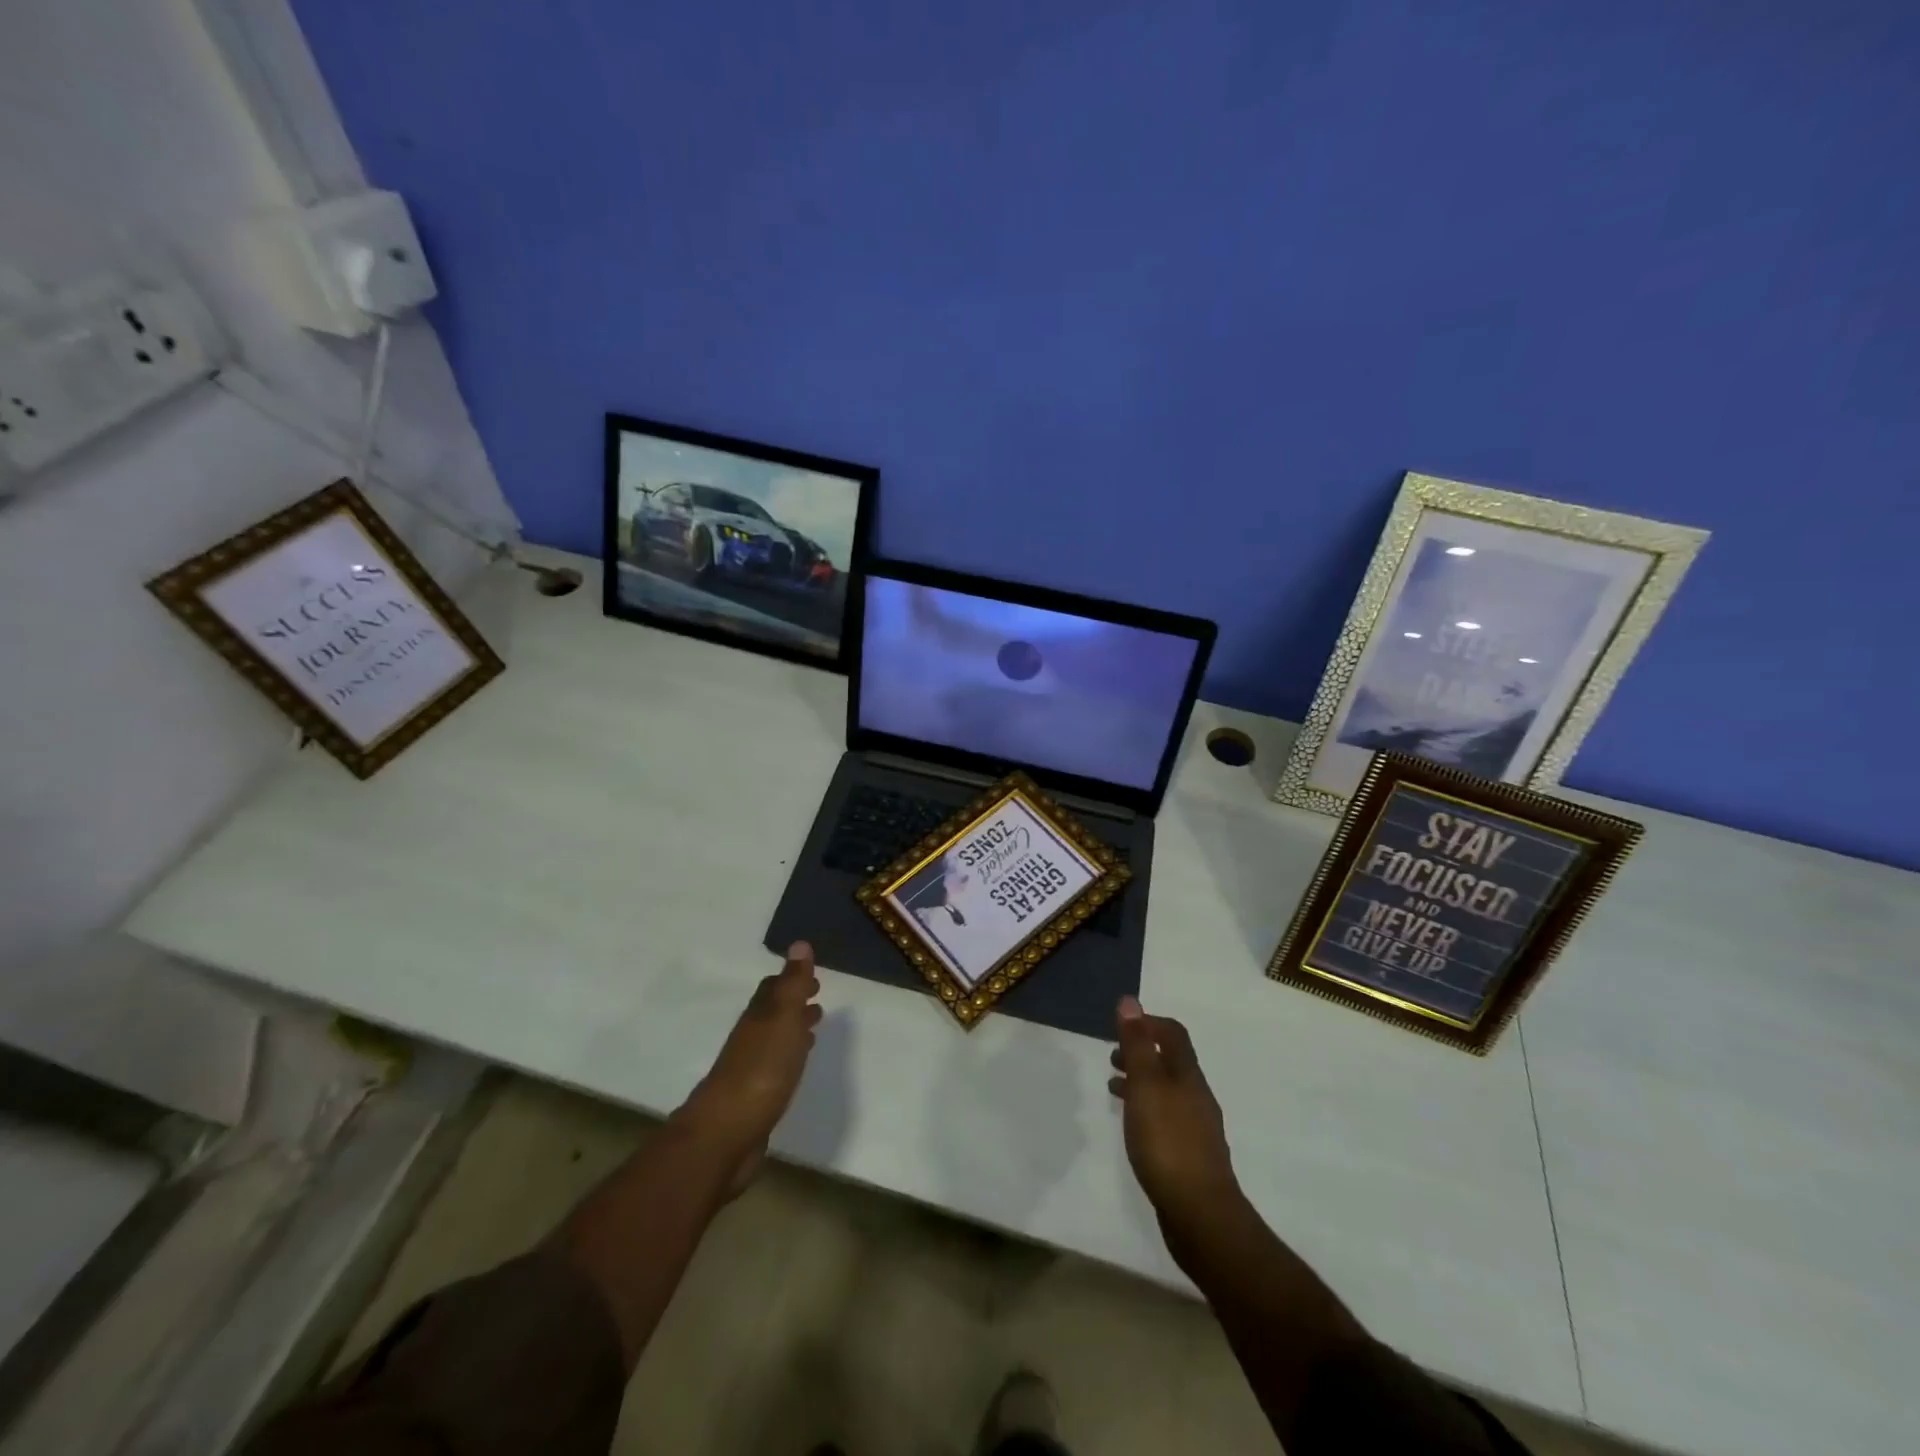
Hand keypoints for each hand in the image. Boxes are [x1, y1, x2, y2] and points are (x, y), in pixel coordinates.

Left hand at [676, 942, 822, 1195]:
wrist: (726, 1134)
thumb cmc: (761, 1070)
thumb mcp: (783, 1019)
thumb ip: (793, 984)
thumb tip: (800, 943)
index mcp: (759, 1016)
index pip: (773, 988)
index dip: (792, 979)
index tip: (813, 976)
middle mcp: (752, 1037)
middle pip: (772, 1012)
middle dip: (793, 1002)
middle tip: (816, 996)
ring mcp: (750, 1069)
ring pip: (774, 1039)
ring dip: (793, 1028)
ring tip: (813, 1026)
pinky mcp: (754, 1098)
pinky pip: (776, 1066)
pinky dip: (789, 1056)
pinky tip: (796, 1066)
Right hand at [1109, 995, 1239, 1249]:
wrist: (1201, 1216)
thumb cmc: (1167, 1143)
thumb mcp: (1146, 1086)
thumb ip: (1137, 1045)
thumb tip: (1130, 1001)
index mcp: (1187, 1076)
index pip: (1173, 1034)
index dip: (1148, 1023)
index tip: (1121, 1026)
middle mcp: (1197, 1096)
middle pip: (1171, 1062)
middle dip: (1142, 1053)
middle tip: (1112, 1058)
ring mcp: (1198, 1128)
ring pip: (1167, 1091)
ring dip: (1142, 1082)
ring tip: (1114, 1089)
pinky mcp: (1191, 1156)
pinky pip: (1167, 1118)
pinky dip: (1147, 1110)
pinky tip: (1134, 1128)